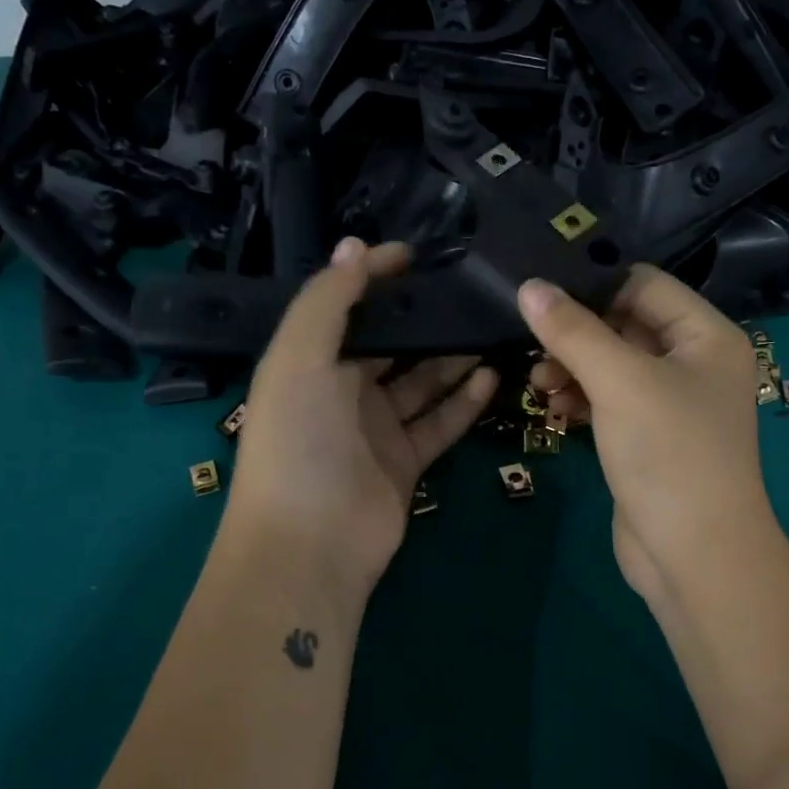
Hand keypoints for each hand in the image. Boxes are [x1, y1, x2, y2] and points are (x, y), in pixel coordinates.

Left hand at [224, 238, 497, 600]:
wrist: (310, 542)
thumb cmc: (297, 441)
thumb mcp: (299, 358)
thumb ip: (327, 300)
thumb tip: (356, 245)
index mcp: (311, 363)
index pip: (347, 307)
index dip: (376, 278)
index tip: (418, 255)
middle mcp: (343, 391)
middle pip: (391, 345)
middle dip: (424, 319)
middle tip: (469, 291)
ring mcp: (377, 428)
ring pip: (423, 382)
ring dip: (453, 357)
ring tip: (490, 327)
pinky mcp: (407, 461)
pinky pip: (441, 422)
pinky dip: (465, 401)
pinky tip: (491, 375)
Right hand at [518, 266, 778, 612]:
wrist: (696, 556)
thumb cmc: (669, 454)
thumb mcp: (620, 383)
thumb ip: (573, 331)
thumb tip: (529, 286)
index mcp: (705, 336)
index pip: (643, 285)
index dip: (593, 285)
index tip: (539, 295)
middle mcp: (693, 363)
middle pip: (624, 325)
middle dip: (576, 335)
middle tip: (531, 346)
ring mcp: (671, 404)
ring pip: (611, 366)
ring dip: (572, 369)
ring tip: (538, 386)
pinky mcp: (648, 439)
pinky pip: (609, 402)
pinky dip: (581, 401)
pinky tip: (555, 411)